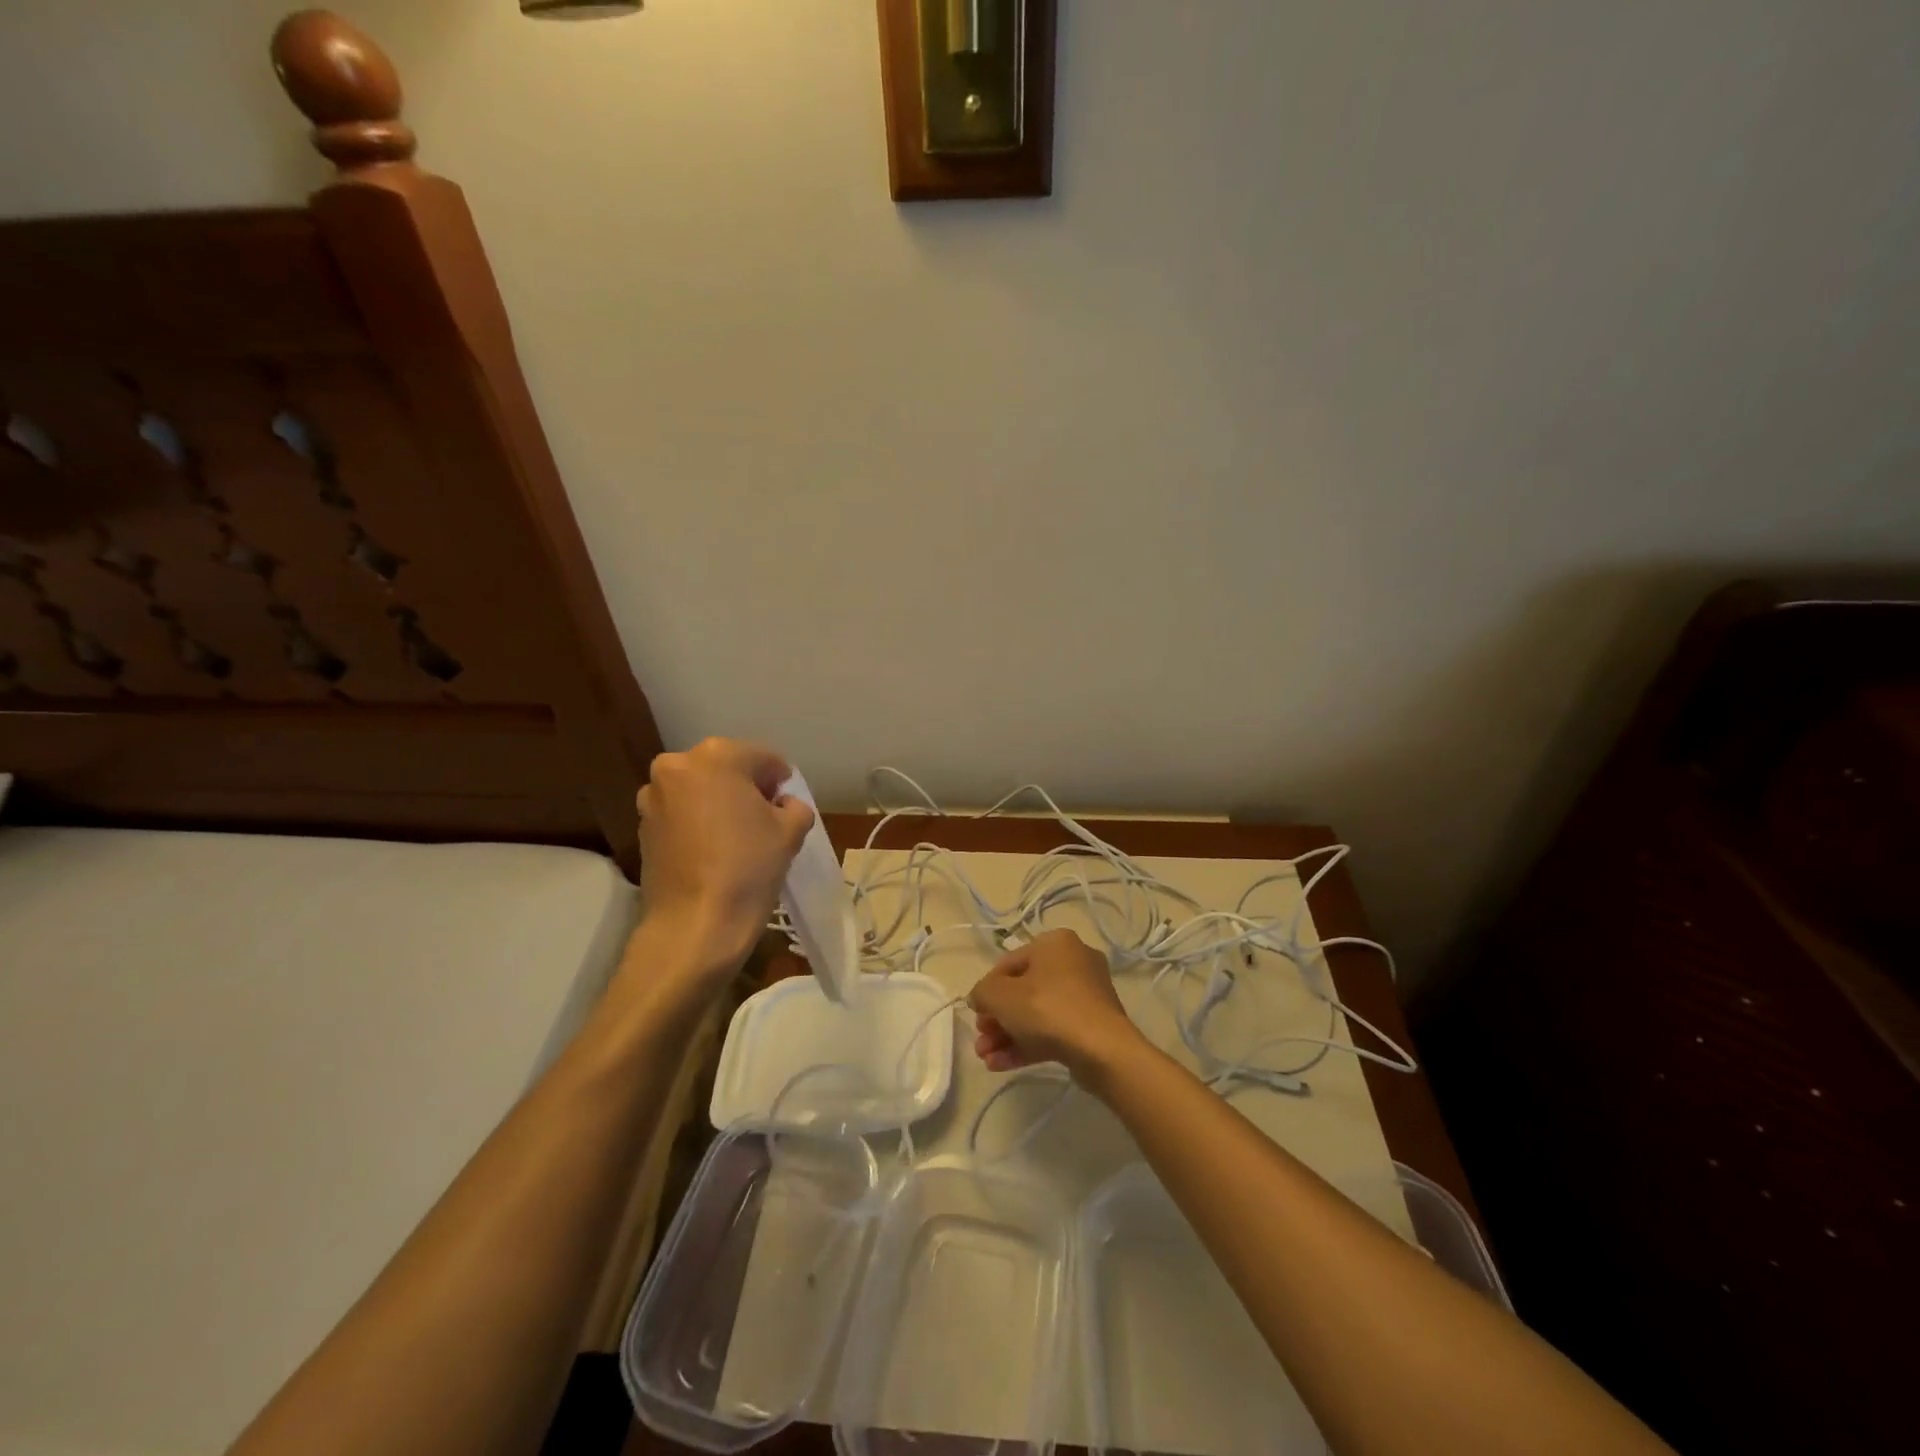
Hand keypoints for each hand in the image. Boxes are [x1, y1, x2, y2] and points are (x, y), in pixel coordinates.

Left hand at [634, 738, 814, 977]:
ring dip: (719, 802)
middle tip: (765, 817)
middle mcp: (677, 766)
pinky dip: (698, 821)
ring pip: (699, 790)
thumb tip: (782, 805)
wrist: (695, 924)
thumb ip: (794, 805)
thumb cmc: (749, 867)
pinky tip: (714, 850)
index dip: (780, 779)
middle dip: (746, 787)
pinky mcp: (643, 827)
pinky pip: (681, 813)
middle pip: (725, 768)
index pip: (762, 757)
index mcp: (716, 757)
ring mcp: (653, 797)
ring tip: (737, 835)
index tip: (787, 802)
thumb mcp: (791, 831)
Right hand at [969, 929, 1143, 1085]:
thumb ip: (983, 992)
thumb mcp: (1001, 996)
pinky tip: (1001, 1065)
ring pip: (1037, 1013)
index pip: (1009, 963)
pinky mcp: (1092, 1025)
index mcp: (1055, 943)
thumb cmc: (1048, 1009)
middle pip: (1023, 990)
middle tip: (981, 1040)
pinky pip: (1053, 1030)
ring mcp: (1086, 995)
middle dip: (997, 1019)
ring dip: (1008, 1035)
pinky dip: (1027, 1044)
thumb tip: (981, 998)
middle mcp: (1074, 962)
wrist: (1102, 1050)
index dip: (987, 989)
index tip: (976, 1014)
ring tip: (986, 1058)